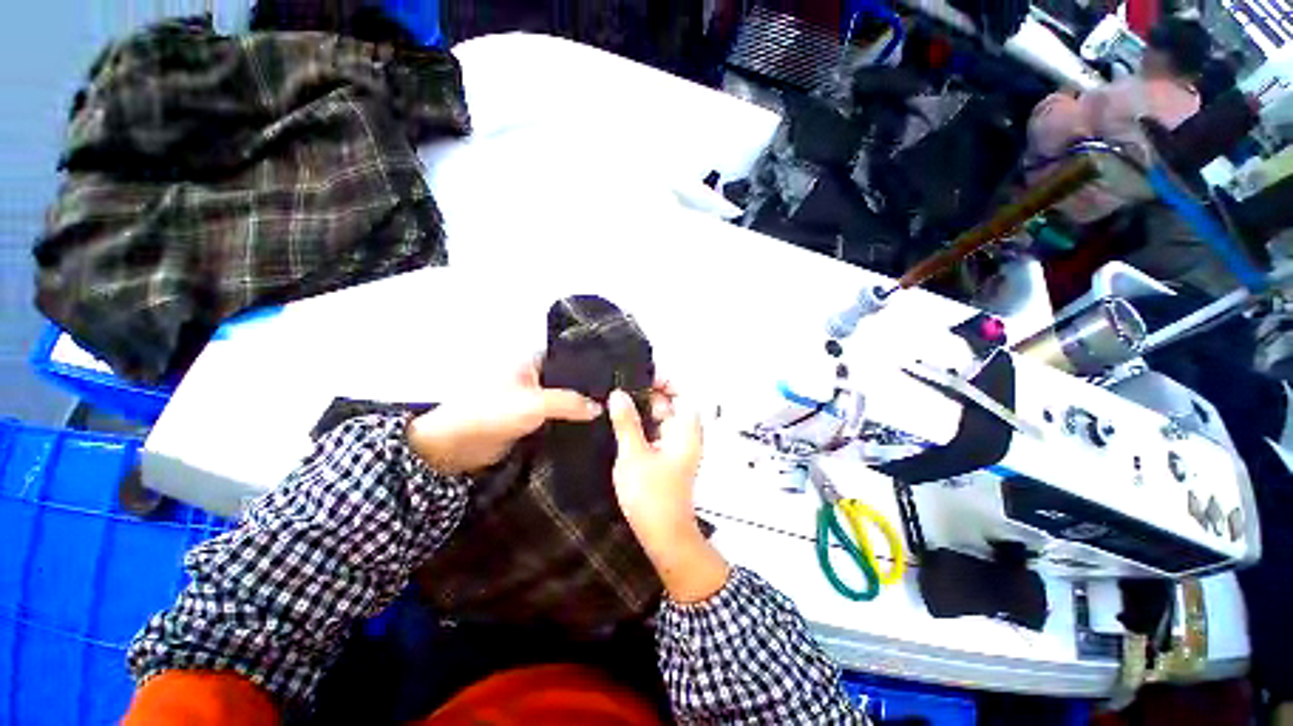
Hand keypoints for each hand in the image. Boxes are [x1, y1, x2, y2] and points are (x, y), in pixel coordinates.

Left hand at [407, 360, 602, 474]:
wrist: (456, 447)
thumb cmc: (491, 413)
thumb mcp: (535, 403)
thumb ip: (570, 403)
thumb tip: (600, 408)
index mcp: (532, 362)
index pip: (569, 357)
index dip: (590, 364)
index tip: (615, 375)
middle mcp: (534, 378)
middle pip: (568, 381)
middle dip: (588, 390)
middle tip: (616, 399)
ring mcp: (532, 400)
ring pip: (563, 402)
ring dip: (578, 409)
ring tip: (610, 415)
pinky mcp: (530, 422)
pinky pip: (555, 419)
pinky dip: (568, 424)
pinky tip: (589, 429)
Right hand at [608, 388, 728, 602]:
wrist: (663, 537)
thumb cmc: (652, 495)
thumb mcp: (634, 454)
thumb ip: (626, 422)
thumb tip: (618, 394)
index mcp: (685, 429)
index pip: (681, 392)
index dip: (663, 380)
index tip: (636, 374)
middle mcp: (683, 434)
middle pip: (668, 403)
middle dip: (645, 393)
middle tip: (616, 385)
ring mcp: (673, 446)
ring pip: (657, 418)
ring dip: (639, 408)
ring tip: (612, 398)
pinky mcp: (663, 457)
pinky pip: (652, 432)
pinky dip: (638, 424)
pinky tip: (617, 421)